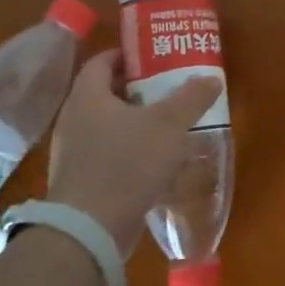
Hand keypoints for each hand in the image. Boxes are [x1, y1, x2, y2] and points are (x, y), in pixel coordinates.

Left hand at [45, 50, 221, 253]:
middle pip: (106, 93)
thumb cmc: (127, 164)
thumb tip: (210, 78)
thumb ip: (191, 98)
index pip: (102, 62)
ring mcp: (73, 153)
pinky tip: (156, 162)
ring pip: (108, 126)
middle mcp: (73, 120)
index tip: (154, 57)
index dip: (128, 55)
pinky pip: (107, 155)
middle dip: (138, 89)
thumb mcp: (169, 125)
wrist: (89, 230)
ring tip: (169, 125)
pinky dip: (130, 151)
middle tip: (169, 88)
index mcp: (87, 97)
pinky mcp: (80, 182)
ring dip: (136, 123)